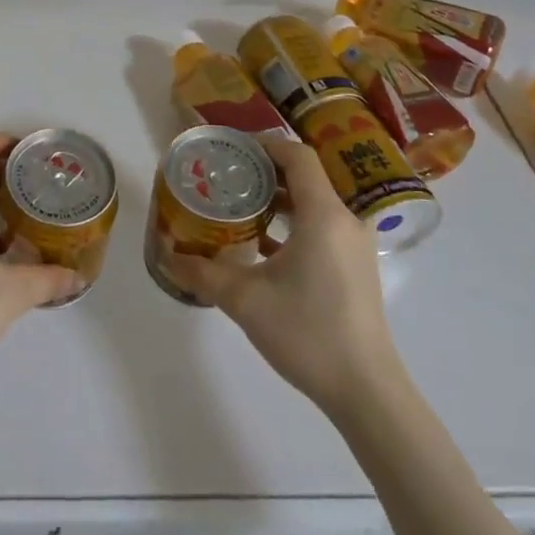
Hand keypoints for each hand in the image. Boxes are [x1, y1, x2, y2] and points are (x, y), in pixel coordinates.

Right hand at [162, 137, 398, 413]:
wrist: (366, 390)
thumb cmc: (307, 332)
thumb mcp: (244, 300)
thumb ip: (203, 273)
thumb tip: (169, 256)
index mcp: (323, 214)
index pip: (297, 156)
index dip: (264, 145)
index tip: (232, 149)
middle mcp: (345, 220)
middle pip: (307, 176)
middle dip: (266, 171)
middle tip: (229, 176)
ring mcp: (355, 245)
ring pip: (316, 202)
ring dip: (280, 198)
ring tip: (241, 205)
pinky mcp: (356, 267)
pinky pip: (323, 226)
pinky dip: (294, 223)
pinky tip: (262, 245)